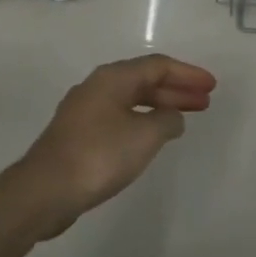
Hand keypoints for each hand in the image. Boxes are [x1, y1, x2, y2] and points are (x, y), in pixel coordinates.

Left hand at [0, 54, 216, 240]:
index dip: (188, 74)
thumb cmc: (99, 155)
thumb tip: (173, 117)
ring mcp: (85, 111)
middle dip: (177, 90)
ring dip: (160, 107)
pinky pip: (120, 118)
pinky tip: (153, 137)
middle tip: (205, 102)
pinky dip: (142, 122)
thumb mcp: (145, 135)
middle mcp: (97, 87)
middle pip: (145, 81)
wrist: (44, 190)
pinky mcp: (79, 135)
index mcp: (113, 78)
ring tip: (185, 120)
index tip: (211, 86)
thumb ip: (167, 121)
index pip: (158, 66)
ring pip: (132, 101)